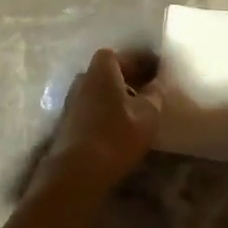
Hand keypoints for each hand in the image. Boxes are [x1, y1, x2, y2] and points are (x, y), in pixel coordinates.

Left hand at [37, 49, 158, 194]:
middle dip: (130, 79)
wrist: (76, 171)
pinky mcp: (68, 121)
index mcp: (103, 67)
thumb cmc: (116, 135)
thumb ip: (154, 95)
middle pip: (110, 72)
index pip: (126, 56)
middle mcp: (84, 76)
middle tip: (150, 90)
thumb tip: (156, 85)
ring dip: (117, 96)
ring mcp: (73, 99)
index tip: (158, 72)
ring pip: (101, 91)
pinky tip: (121, 125)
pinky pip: (93, 107)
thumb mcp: (147, 114)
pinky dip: (107, 111)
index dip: (143, 62)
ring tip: (139, 110)